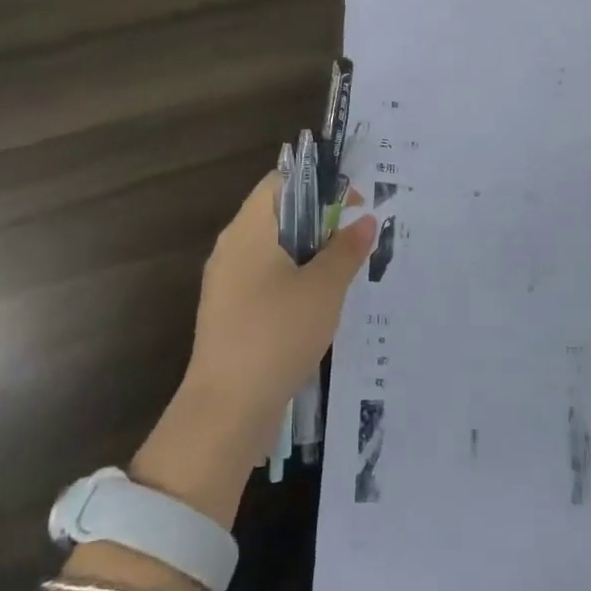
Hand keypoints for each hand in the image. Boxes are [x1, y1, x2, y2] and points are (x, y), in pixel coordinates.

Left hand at [183, 173, 376, 454]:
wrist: (227, 409)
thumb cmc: (277, 333)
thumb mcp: (324, 288)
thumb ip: (346, 249)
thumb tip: (364, 220)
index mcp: (248, 230)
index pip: (280, 181)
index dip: (318, 183)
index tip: (353, 203)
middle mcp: (231, 248)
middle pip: (277, 214)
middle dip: (319, 219)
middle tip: (355, 236)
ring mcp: (226, 283)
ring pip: (272, 249)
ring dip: (308, 252)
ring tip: (344, 269)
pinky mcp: (229, 313)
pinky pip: (264, 279)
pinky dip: (293, 279)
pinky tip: (319, 303)